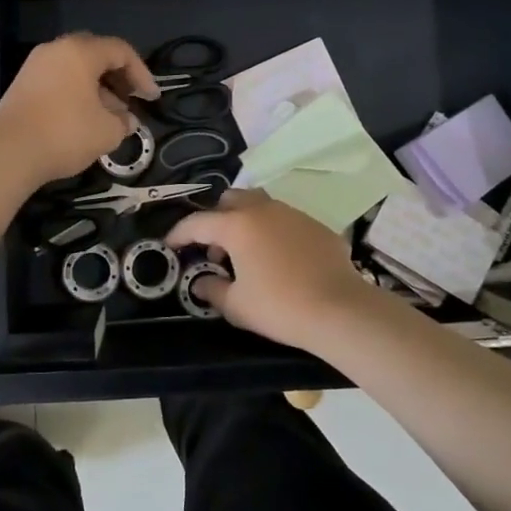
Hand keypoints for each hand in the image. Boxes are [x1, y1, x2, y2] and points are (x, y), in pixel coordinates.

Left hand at [0, 33, 160, 184]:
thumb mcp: (107, 131)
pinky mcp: (23, 84)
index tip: (151, 98)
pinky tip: (85, 119)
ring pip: (76, 68)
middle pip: (96, 55)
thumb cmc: (65, 134)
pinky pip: (59, 80)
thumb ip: (124, 121)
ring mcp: (35, 66)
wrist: (8, 153)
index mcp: (80, 52)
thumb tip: (127, 120)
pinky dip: (77, 93)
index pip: (120, 51)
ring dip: (98, 87)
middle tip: (131, 100)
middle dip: (118, 77)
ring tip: (110, 116)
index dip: (142, 74)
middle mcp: (56, 50)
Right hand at [165, 190, 379, 353]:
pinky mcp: (315, 225)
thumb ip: (212, 290)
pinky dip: (272, 232)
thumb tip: (202, 283)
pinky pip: (284, 220)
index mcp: (237, 225)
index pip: (198, 222)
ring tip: (247, 253)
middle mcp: (262, 210)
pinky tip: (279, 259)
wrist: (340, 310)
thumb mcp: (237, 306)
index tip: (170, 245)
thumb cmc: (280, 307)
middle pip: (230, 200)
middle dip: (216, 219)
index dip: (179, 234)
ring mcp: (292, 213)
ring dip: (245, 222)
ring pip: (259, 205)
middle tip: (215, 250)